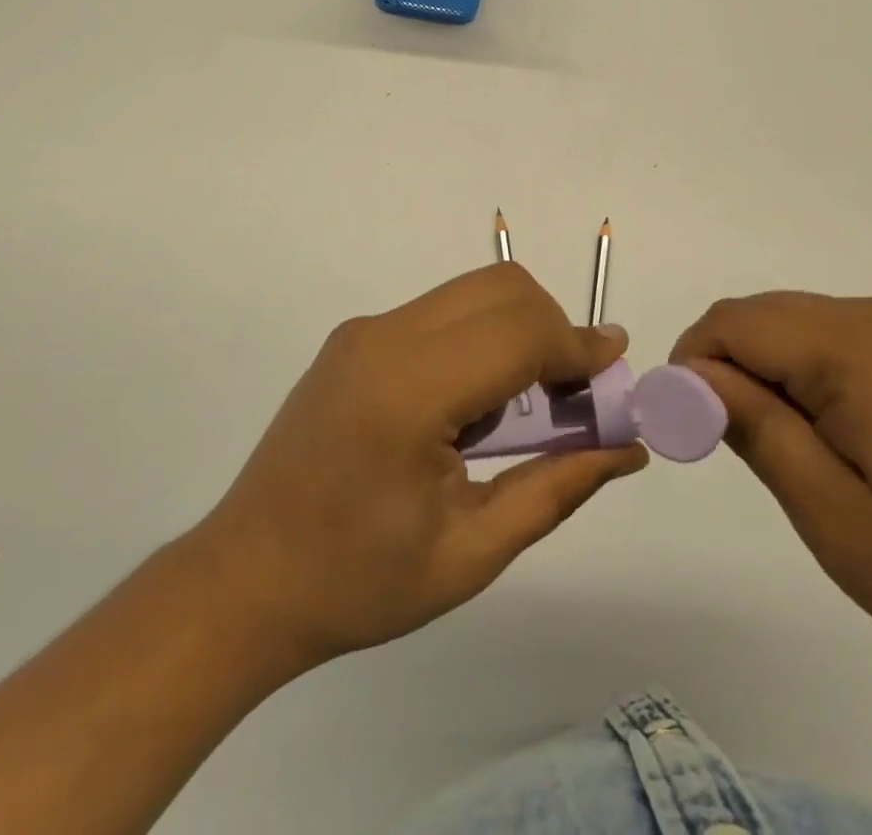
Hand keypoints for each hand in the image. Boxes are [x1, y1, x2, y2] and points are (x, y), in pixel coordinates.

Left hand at [192, 263, 647, 670]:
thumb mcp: (471, 552)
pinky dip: (480, 337)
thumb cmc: (358, 582)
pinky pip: (439, 313)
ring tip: (525, 408)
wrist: (246, 578)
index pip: (517, 332)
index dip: (577, 346)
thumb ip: (556, 488)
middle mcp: (383, 338)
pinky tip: (473, 405)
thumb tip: (626, 448)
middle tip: (572, 396)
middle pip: (499, 288)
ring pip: (470, 292)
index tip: (615, 374)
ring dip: (517, 330)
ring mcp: (363, 331)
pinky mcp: (354, 338)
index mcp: (408, 391)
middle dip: (553, 328)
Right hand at [672, 292, 871, 689]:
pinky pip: (820, 338)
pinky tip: (818, 432)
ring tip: (777, 446)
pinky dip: (793, 373)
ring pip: (783, 324)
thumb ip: (751, 425)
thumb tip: (687, 377)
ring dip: (757, 372)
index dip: (691, 368)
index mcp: (852, 347)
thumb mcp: (828, 509)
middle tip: (725, 443)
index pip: (730, 324)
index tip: (688, 430)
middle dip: (721, 369)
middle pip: (754, 317)